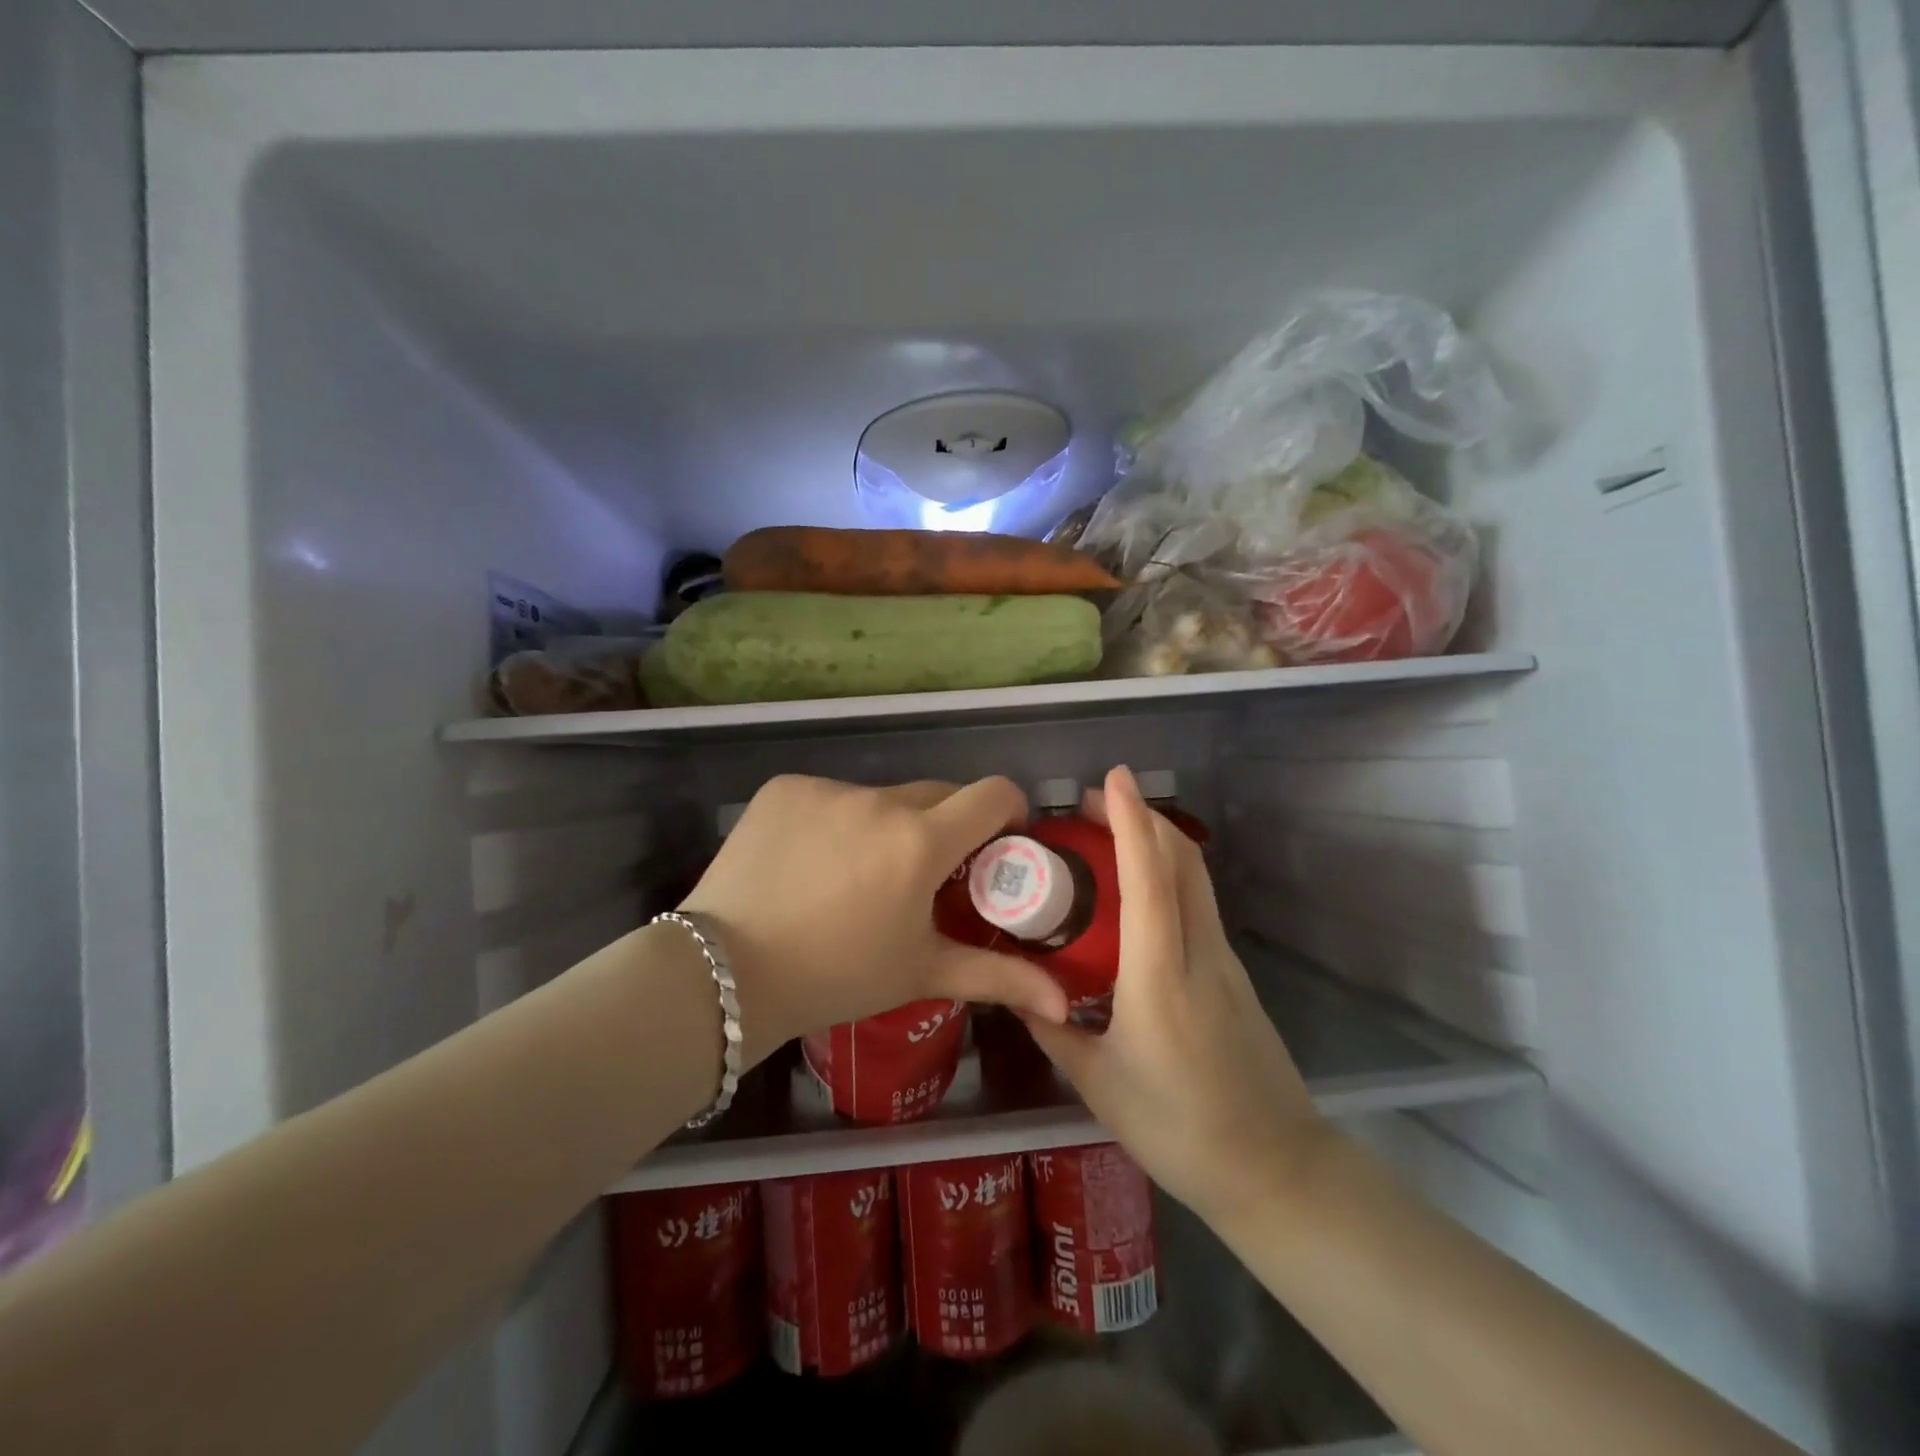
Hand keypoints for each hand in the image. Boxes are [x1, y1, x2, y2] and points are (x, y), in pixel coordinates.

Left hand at [679, 775, 1069, 1061]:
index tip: (998, 841)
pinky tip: (810, 863)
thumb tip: (1062, 1000)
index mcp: (921, 842)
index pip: (992, 793)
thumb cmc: (836, 976)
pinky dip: (834, 821)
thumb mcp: (921, 972)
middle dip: (943, 826)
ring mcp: (827, 789)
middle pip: (935, 795)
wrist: (725, 973)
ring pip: (879, 799)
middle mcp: (879, 801)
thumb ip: (998, 977)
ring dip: (884, 826)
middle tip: (924, 873)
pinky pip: (830, 797)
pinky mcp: (785, 788)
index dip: (1007, 811)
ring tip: (856, 876)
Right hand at [1024, 766, 1324, 1222]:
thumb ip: (1054, 1029)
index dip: (1131, 821)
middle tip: (1092, 803)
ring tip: (1108, 836)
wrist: (1275, 1169)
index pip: (1150, 879)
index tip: (1111, 779)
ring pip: (1194, 878)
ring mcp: (1224, 961)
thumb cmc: (1179, 1128)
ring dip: (1156, 841)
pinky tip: (1136, 893)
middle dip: (1141, 817)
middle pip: (1181, 861)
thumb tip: (1016, 991)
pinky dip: (1168, 874)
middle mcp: (1199, 953)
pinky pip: (1198, 904)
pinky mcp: (1233, 974)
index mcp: (1161, 976)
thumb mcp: (1098, 1084)